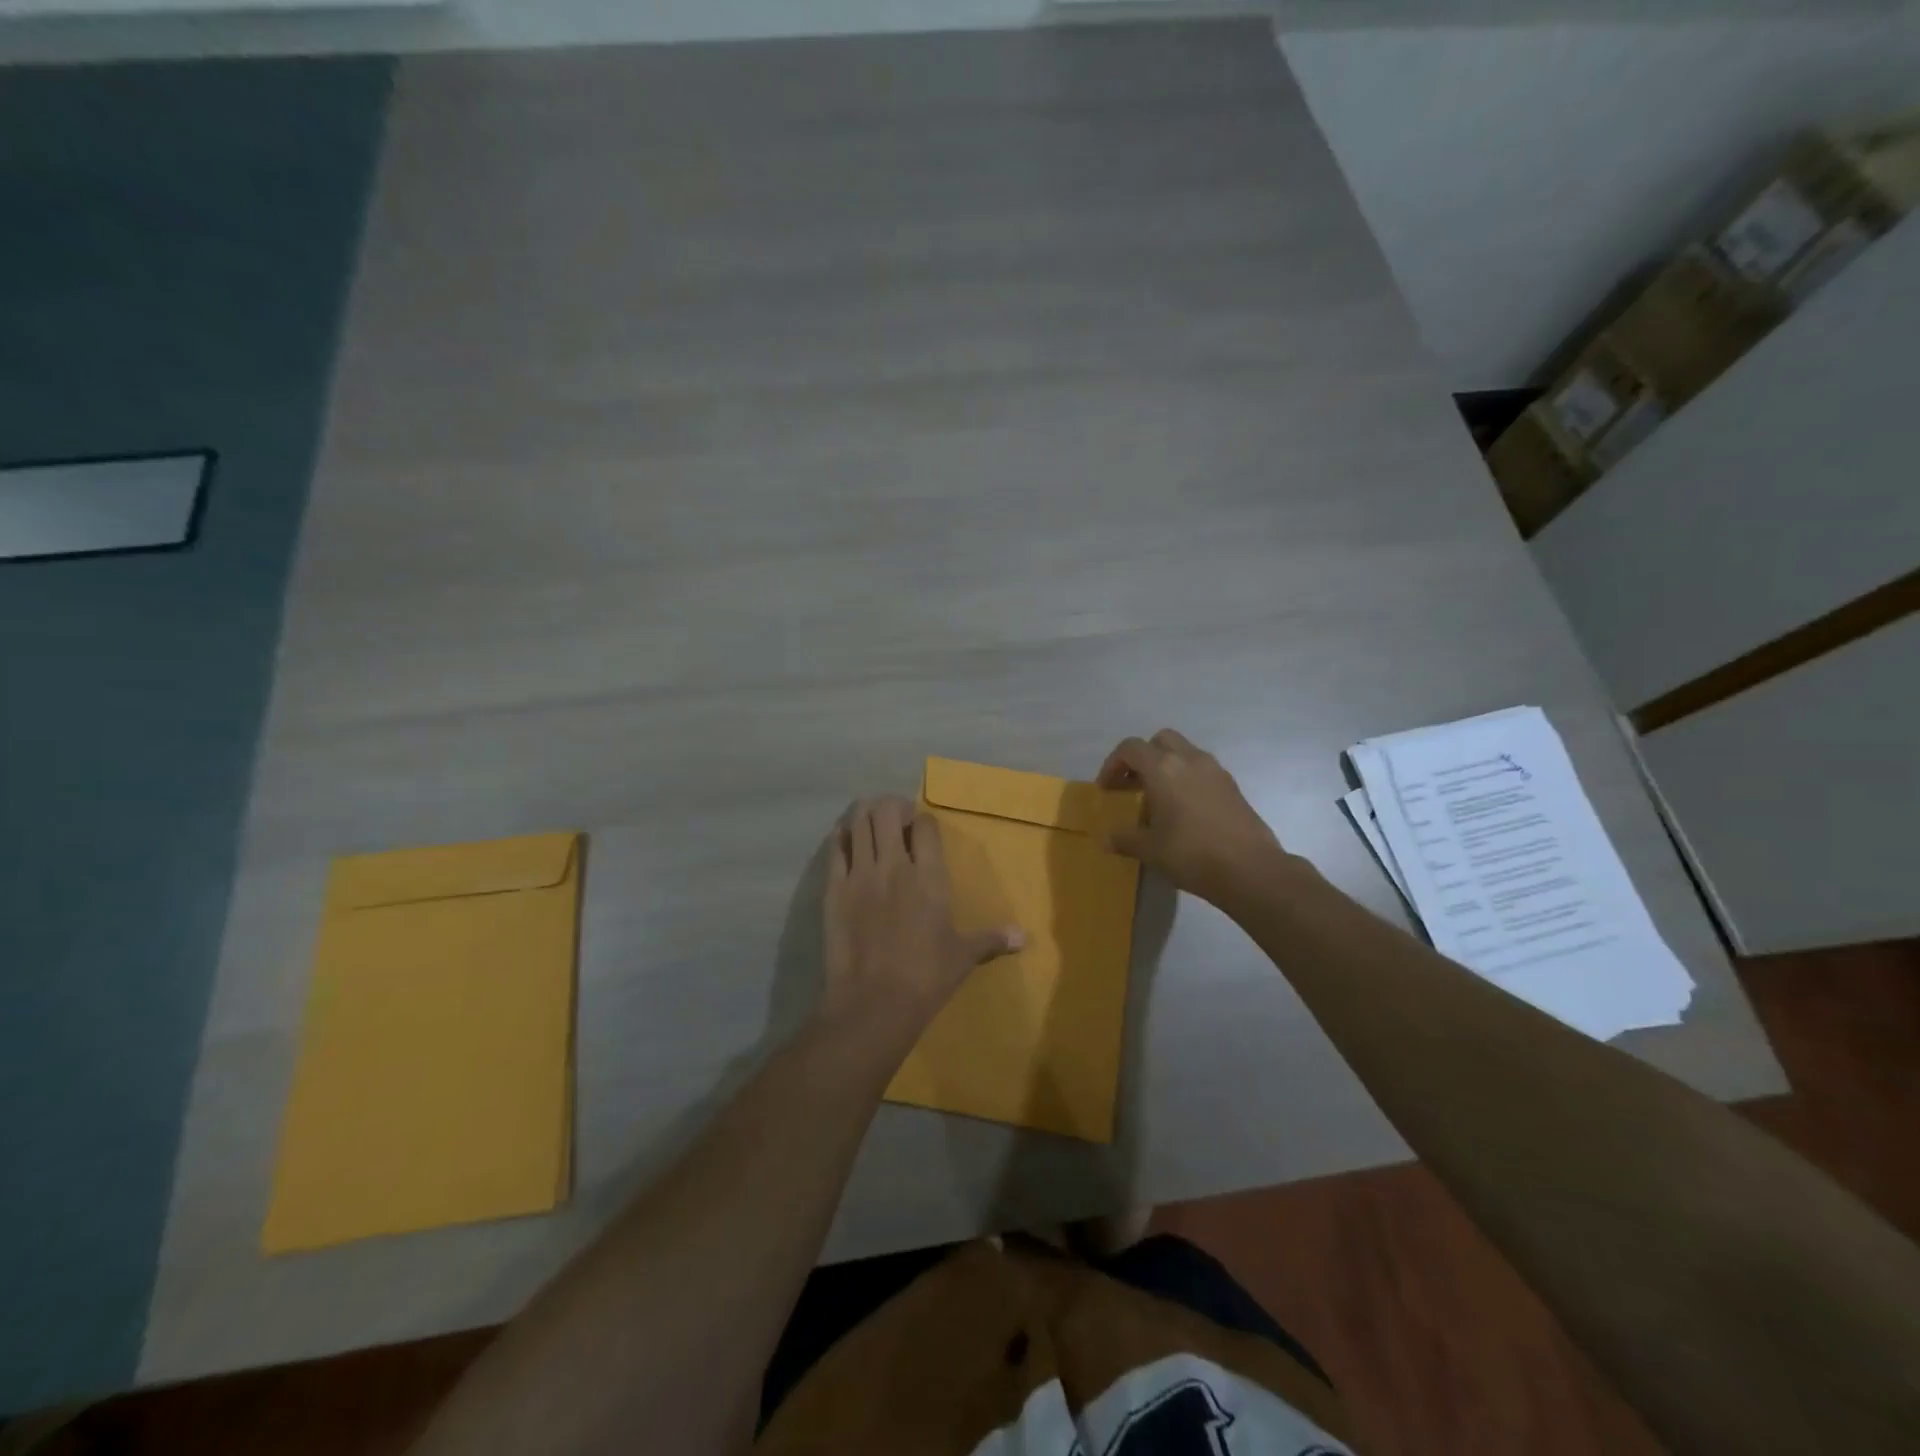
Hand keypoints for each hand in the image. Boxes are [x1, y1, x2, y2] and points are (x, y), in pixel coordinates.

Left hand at [820, 797, 1024, 1058]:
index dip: (924, 821)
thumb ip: (992, 939)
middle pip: (887, 811)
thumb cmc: (926, 978)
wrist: (873, 1004)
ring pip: (858, 822)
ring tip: (871, 824)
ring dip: (865, 815)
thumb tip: (1023, 937)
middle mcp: (894, 865)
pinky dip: (841, 837)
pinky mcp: (834, 889)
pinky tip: (845, 840)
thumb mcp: (963, 957)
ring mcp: (860, 874)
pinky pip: (835, 848)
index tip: (923, 829)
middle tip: (896, 820)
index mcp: (930, 876)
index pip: (925, 826)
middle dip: (892, 807)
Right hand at [1098, 729, 1285, 906]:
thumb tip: (1106, 839)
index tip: (1107, 789)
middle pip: (1160, 741)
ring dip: (1167, 767)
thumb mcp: (1149, 849)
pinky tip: (1184, 811)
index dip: (1113, 765)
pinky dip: (1187, 779)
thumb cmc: (1190, 854)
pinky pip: (1202, 771)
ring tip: (1158, 799)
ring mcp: (1215, 771)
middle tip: (1133, 785)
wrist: (1250, 869)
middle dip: (1142, 758)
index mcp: (1163, 768)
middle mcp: (1189, 760)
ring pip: (1184, 753)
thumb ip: (1124, 839)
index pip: (1130, 748)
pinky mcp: (1232, 786)